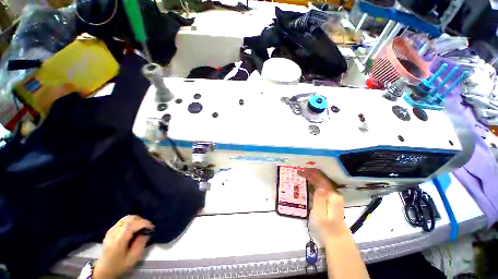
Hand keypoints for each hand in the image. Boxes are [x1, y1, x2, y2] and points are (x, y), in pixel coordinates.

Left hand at [94, 215, 154, 278]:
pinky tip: (134, 228)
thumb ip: (140, 244)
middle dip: (141, 220)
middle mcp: (114, 232)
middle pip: (130, 218)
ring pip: (126, 218)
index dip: (144, 223)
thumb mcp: (133, 258)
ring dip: (137, 220)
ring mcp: (111, 230)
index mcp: (119, 239)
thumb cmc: (119, 265)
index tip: (152, 227)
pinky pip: (123, 221)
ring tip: (141, 227)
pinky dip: (131, 221)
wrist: (103, 269)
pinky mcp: (110, 230)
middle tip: (147, 228)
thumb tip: (146, 233)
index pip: (132, 224)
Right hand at [298, 169, 346, 239]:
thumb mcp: (320, 214)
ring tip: (303, 172)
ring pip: (322, 182)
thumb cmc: (326, 228)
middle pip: (322, 179)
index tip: (301, 171)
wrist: (336, 238)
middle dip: (311, 173)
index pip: (321, 180)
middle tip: (300, 170)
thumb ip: (319, 199)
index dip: (311, 174)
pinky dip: (315, 182)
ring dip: (313, 176)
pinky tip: (309, 180)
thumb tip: (318, 186)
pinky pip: (322, 186)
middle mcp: (334, 193)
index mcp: (332, 195)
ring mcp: (333, 196)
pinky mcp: (330, 199)